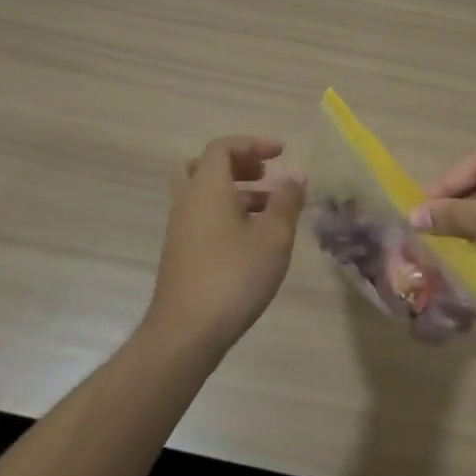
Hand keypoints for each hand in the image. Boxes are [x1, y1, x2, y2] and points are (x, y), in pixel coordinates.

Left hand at [145, 136, 305, 353]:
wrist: (186, 332)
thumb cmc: (235, 275)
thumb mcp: (274, 236)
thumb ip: (287, 201)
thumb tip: (295, 176)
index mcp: (207, 188)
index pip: (223, 147)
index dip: (253, 144)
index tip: (281, 153)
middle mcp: (188, 201)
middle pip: (205, 166)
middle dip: (238, 164)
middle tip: (266, 174)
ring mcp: (180, 229)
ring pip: (204, 194)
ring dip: (236, 191)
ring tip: (271, 209)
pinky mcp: (181, 253)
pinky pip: (203, 217)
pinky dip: (227, 213)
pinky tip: (253, 238)